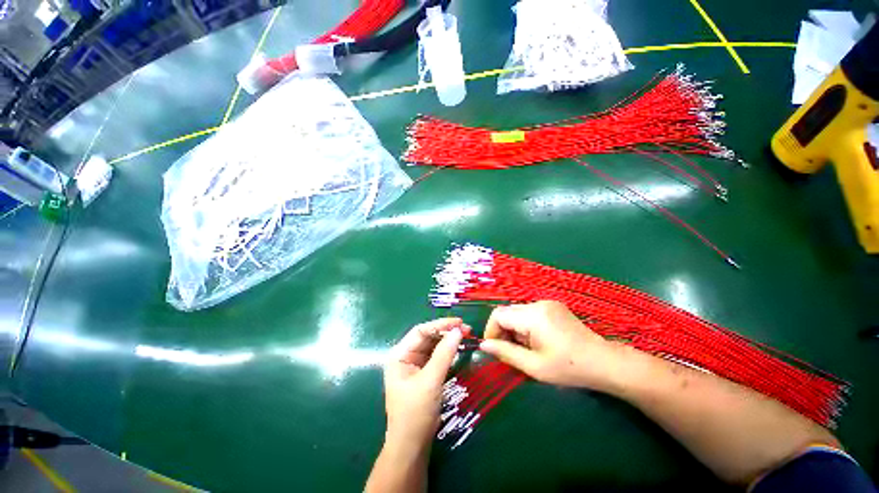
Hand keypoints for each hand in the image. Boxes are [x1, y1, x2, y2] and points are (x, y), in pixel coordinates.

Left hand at [383, 318, 466, 447]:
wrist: (411, 447)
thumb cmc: (415, 413)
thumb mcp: (431, 381)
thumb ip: (444, 354)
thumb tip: (458, 331)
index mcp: (400, 354)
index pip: (421, 331)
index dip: (440, 324)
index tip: (459, 322)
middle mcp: (406, 356)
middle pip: (428, 337)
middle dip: (446, 332)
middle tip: (467, 329)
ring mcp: (415, 365)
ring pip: (433, 346)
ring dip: (448, 341)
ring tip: (466, 336)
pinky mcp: (424, 374)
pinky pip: (436, 357)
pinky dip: (448, 352)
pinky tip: (459, 348)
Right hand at [480, 301, 625, 391]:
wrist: (604, 362)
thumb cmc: (568, 368)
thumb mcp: (534, 366)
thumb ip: (506, 353)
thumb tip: (484, 345)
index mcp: (532, 316)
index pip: (498, 315)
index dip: (491, 331)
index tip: (494, 349)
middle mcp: (538, 304)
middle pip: (507, 312)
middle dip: (502, 330)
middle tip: (509, 351)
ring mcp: (547, 303)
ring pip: (517, 312)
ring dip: (514, 328)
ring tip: (524, 348)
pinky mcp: (553, 306)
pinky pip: (529, 312)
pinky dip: (524, 325)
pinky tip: (535, 340)